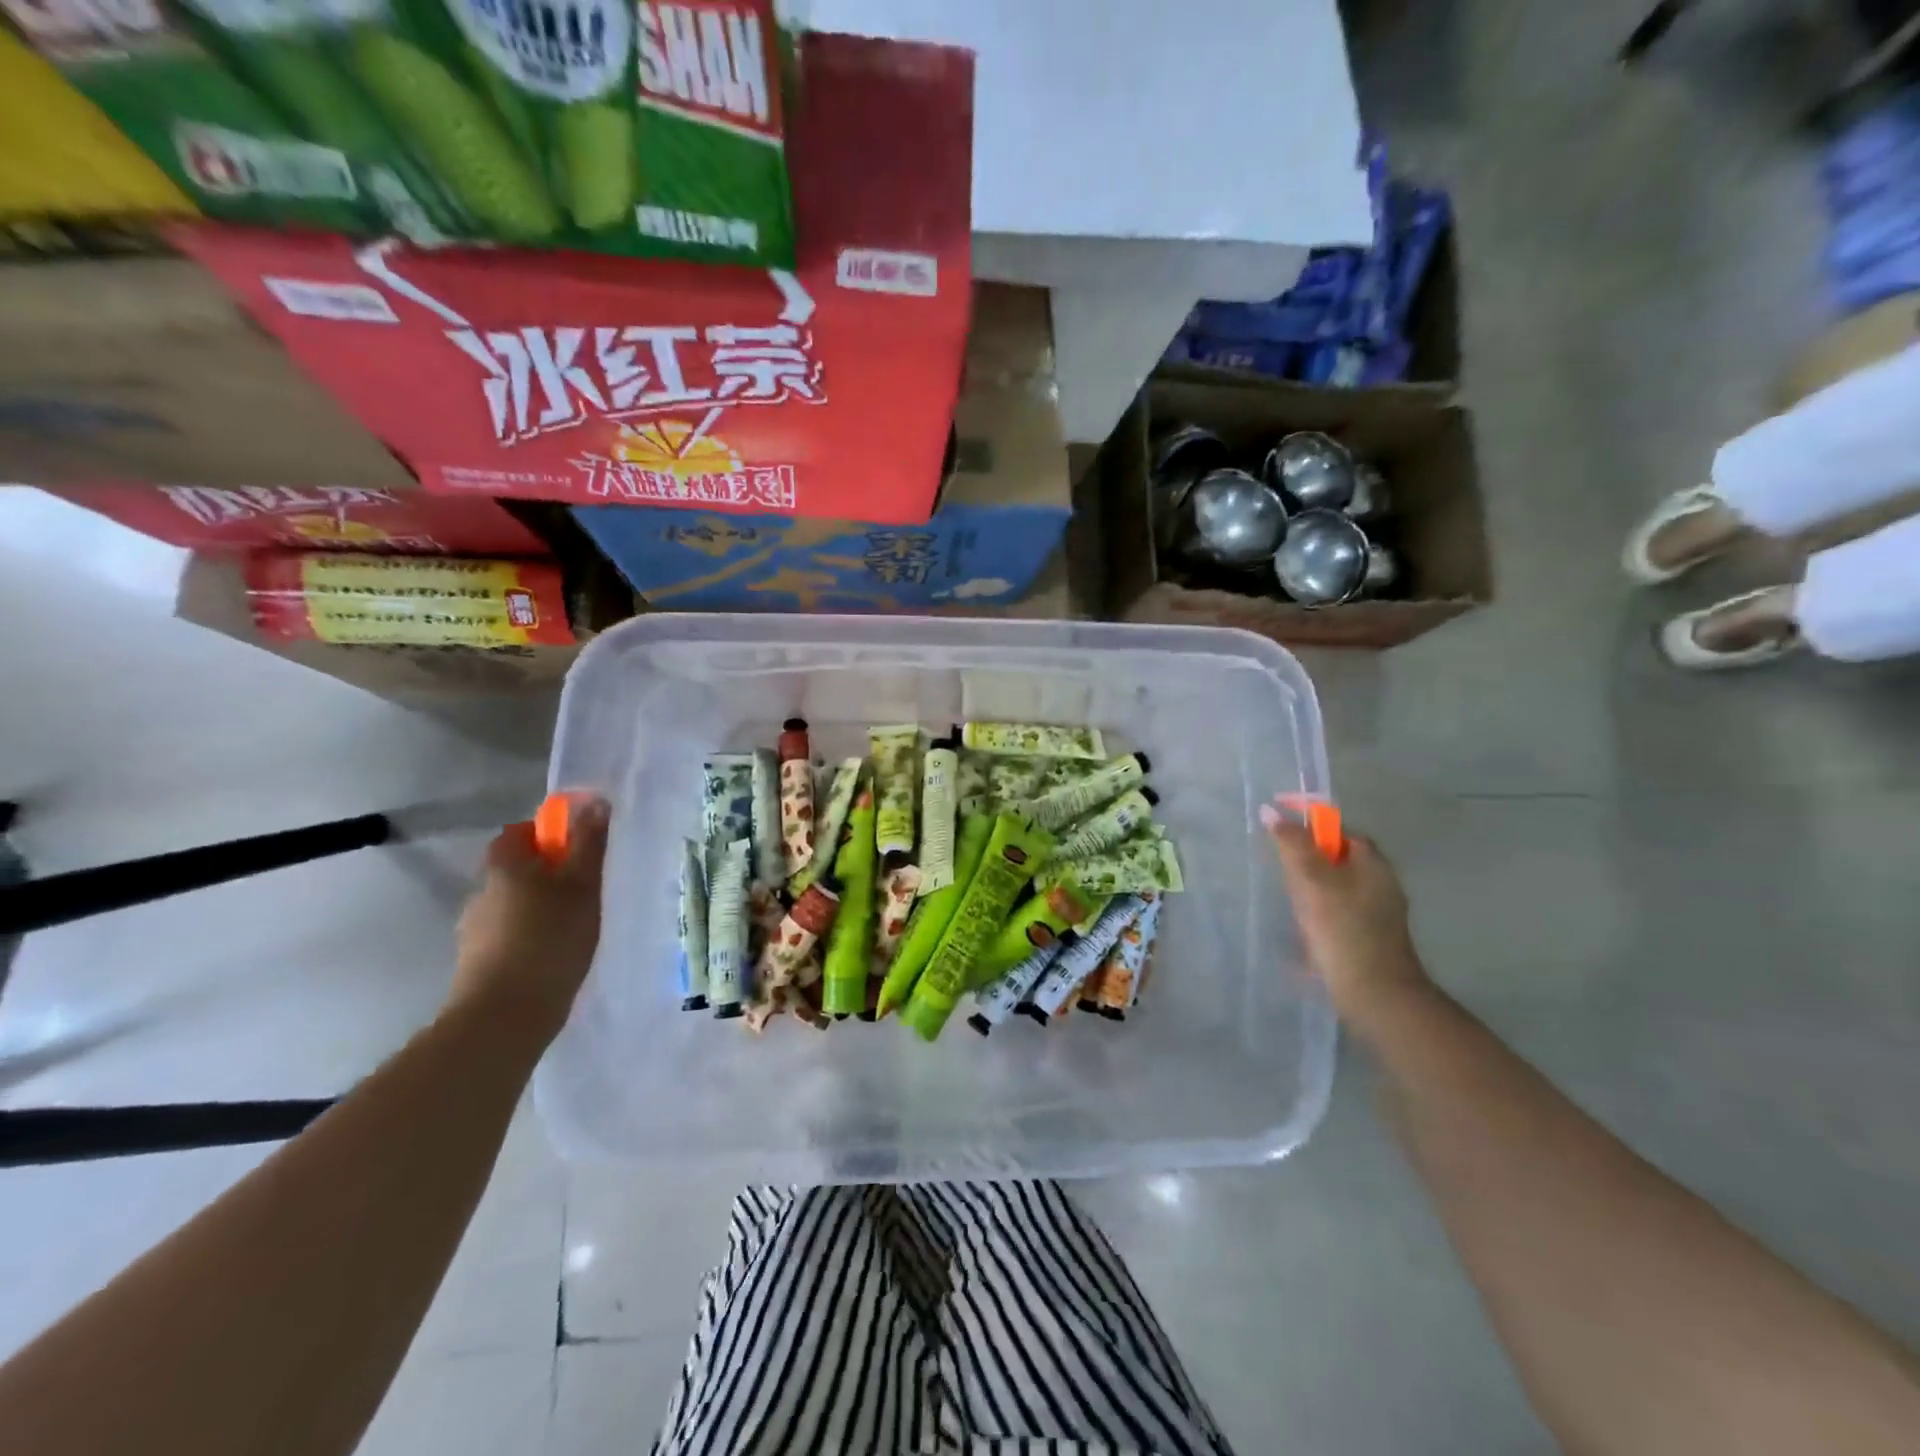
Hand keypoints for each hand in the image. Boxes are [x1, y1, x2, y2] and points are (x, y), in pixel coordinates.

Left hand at [451, 797, 609, 1043]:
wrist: (504, 1016)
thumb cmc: (550, 939)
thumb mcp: (582, 886)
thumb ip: (588, 844)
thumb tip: (593, 802)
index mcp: (504, 866)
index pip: (519, 833)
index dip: (547, 836)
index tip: (577, 852)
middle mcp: (481, 891)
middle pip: (515, 870)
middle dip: (545, 875)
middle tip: (584, 892)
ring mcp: (473, 930)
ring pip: (510, 905)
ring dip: (536, 910)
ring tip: (572, 930)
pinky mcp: (474, 963)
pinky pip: (506, 937)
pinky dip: (527, 938)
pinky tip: (552, 958)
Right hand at [1260, 797, 1426, 1022]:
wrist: (1374, 995)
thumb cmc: (1342, 930)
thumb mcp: (1311, 880)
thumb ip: (1291, 844)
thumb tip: (1271, 811)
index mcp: (1374, 864)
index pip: (1341, 831)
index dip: (1311, 826)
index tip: (1281, 832)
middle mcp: (1382, 884)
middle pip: (1339, 859)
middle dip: (1308, 860)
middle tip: (1281, 870)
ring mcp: (1379, 915)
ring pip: (1337, 887)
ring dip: (1312, 889)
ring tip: (1288, 902)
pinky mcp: (1371, 940)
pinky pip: (1339, 913)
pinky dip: (1319, 914)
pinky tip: (1304, 930)